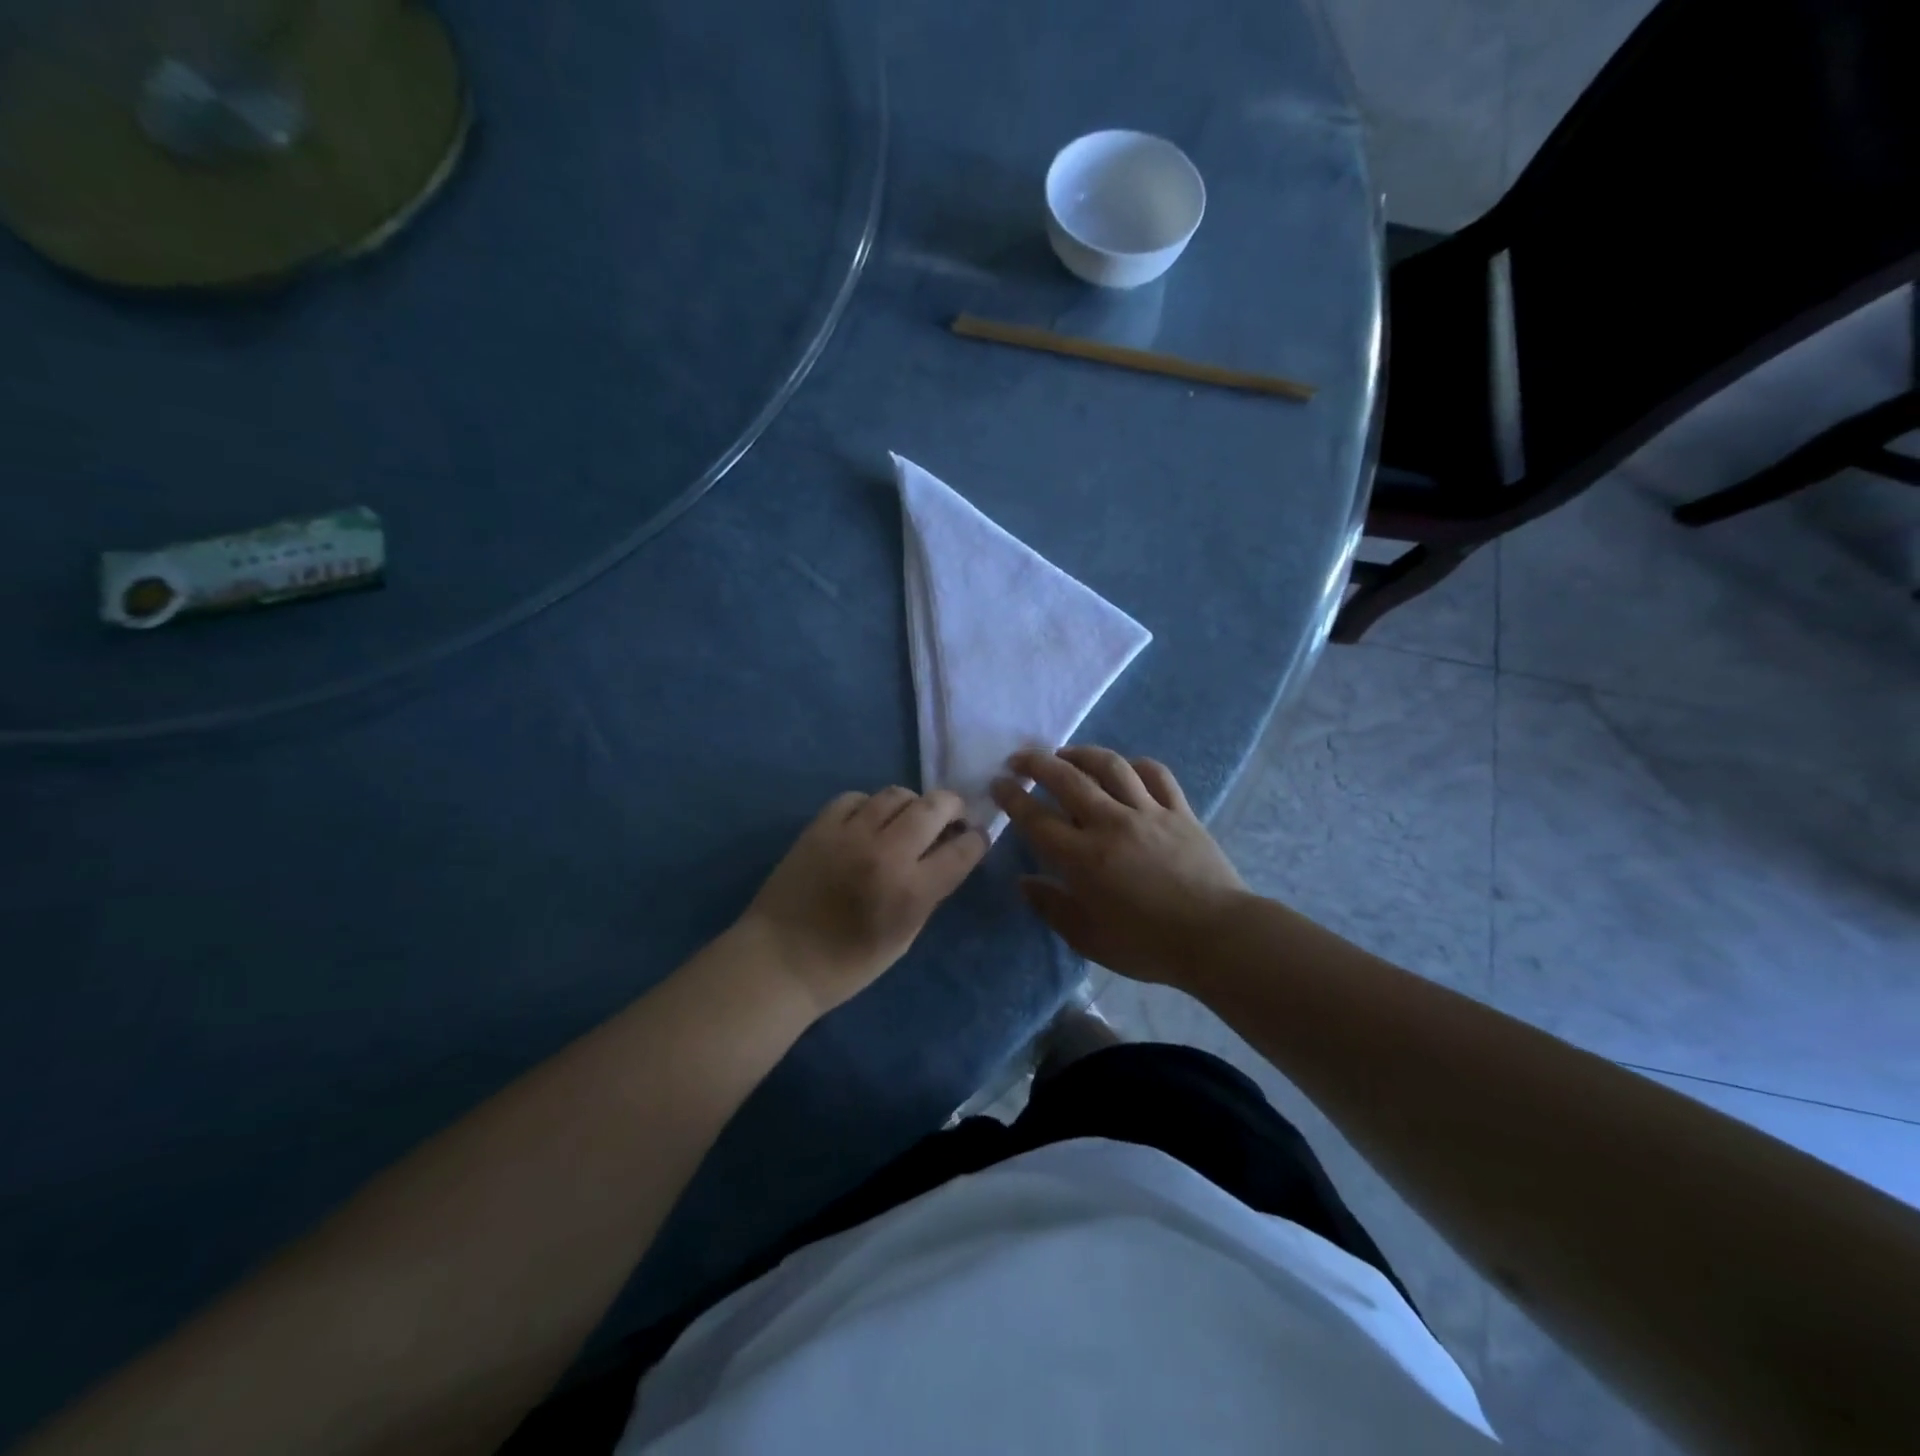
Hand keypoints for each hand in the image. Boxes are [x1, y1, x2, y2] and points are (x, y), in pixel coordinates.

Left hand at [742, 787, 987, 1013]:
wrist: (779, 961)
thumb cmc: (847, 965)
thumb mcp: (904, 938)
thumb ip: (928, 894)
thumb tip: (945, 858)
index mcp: (913, 890)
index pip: (963, 848)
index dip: (977, 839)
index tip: (975, 838)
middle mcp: (887, 853)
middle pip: (936, 806)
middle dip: (953, 807)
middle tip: (951, 817)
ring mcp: (851, 834)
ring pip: (896, 794)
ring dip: (912, 804)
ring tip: (907, 819)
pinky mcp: (820, 826)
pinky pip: (856, 798)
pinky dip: (869, 806)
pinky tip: (867, 822)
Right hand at [993, 747, 1245, 987]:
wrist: (1217, 937)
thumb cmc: (1147, 945)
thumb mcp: (1089, 938)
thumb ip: (1052, 908)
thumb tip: (1025, 882)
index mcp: (1083, 857)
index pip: (1036, 818)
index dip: (1012, 797)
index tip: (998, 783)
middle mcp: (1111, 824)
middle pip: (1067, 779)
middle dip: (1037, 763)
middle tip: (1020, 759)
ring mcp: (1148, 813)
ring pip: (1110, 766)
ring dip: (1082, 753)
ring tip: (1066, 753)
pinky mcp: (1180, 811)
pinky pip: (1156, 775)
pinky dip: (1136, 765)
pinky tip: (1125, 768)